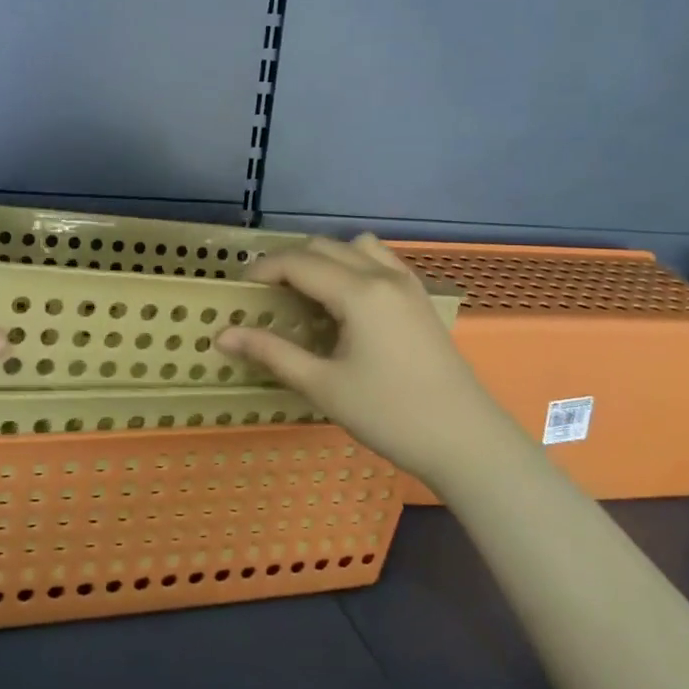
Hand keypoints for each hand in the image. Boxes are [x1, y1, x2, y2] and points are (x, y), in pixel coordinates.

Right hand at [216, 235, 501, 473]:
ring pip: (355, 248)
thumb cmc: (389, 414)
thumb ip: (271, 352)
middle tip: (264, 295)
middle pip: (324, 247)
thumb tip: (222, 335)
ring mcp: (407, 285)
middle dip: (287, 263)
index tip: (237, 290)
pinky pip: (380, 262)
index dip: (262, 270)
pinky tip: (345, 301)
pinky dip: (353, 266)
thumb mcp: (322, 385)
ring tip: (305, 293)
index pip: (298, 262)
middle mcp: (383, 276)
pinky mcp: (420, 300)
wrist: (465, 441)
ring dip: (323, 259)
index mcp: (358, 292)